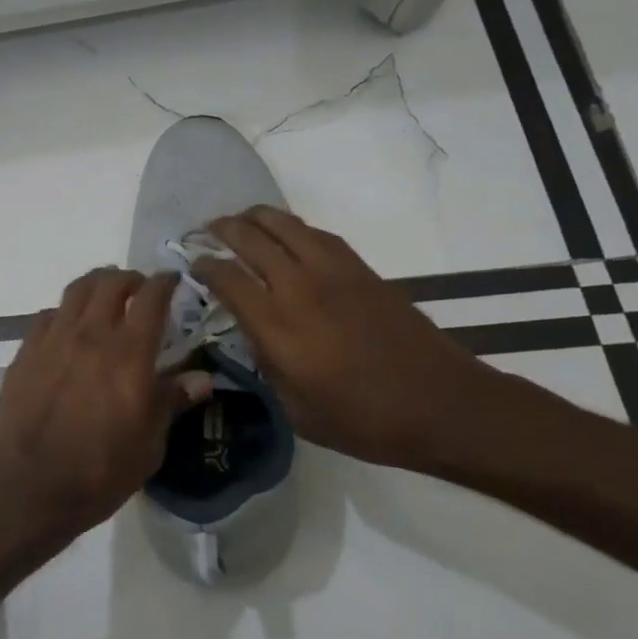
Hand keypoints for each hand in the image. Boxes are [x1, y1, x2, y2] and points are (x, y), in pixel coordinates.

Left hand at [0, 268, 211, 544]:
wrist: (27, 486)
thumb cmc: (98, 471)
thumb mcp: (149, 445)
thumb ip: (171, 402)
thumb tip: (202, 378)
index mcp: (129, 353)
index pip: (151, 298)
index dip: (164, 282)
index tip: (172, 280)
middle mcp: (91, 334)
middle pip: (110, 283)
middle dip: (130, 278)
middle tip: (139, 289)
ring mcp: (53, 340)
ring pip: (76, 291)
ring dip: (96, 285)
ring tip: (105, 295)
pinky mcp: (26, 352)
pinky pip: (48, 315)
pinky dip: (65, 312)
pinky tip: (68, 328)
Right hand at [195, 207, 495, 471]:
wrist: (442, 404)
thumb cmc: (365, 420)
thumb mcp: (298, 411)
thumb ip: (267, 367)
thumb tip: (253, 334)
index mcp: (279, 329)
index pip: (229, 279)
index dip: (205, 266)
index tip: (194, 264)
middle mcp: (301, 290)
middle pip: (252, 240)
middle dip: (223, 229)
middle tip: (208, 230)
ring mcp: (335, 273)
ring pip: (285, 225)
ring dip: (256, 217)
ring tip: (241, 220)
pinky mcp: (362, 270)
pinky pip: (318, 234)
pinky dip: (293, 227)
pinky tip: (287, 235)